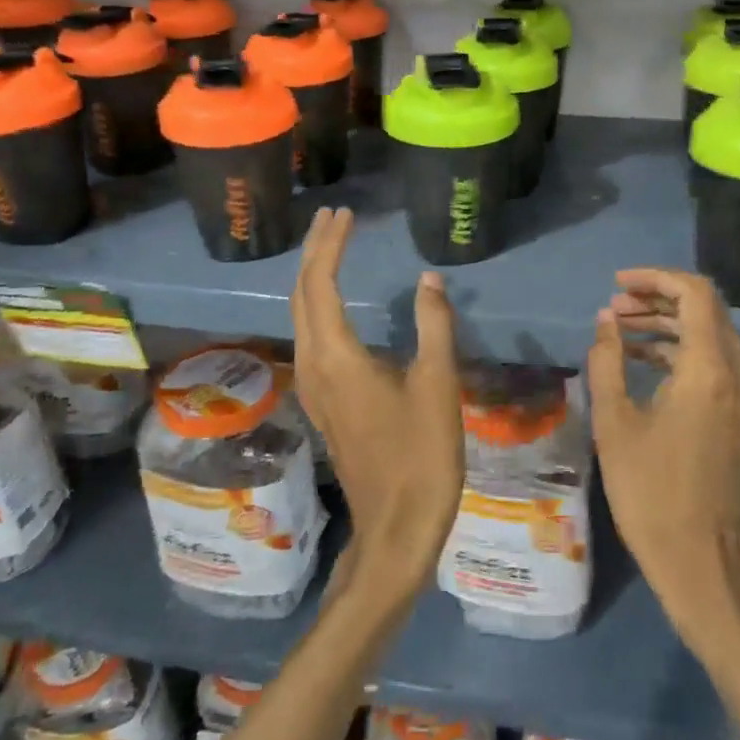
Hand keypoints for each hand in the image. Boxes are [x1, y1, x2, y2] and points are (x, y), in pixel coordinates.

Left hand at [291, 207, 463, 602]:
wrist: (397, 526)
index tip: (344, 213)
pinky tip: (336, 303)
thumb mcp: (438, 385)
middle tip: (334, 218)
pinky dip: (318, 305)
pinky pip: (310, 338)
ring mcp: (315, 387)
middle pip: (301, 296)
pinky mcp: (325, 403)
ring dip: (312, 278)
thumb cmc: (422, 455)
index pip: (320, 284)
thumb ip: (433, 326)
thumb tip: (428, 279)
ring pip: (301, 317)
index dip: (329, 245)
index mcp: (337, 357)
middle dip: (313, 252)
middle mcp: (314, 366)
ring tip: (332, 248)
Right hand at [587, 268, 739, 637]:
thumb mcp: (615, 421)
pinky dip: (677, 348)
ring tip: (618, 326)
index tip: (617, 283)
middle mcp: (735, 372)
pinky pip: (710, 360)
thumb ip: (608, 361)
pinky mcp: (735, 413)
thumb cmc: (650, 489)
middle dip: (657, 298)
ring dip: (666, 322)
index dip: (656, 278)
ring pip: (708, 334)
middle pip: (704, 309)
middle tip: (614, 306)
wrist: (698, 556)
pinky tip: (639, 356)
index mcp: (709, 368)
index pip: (695, 294)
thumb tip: (606, 320)